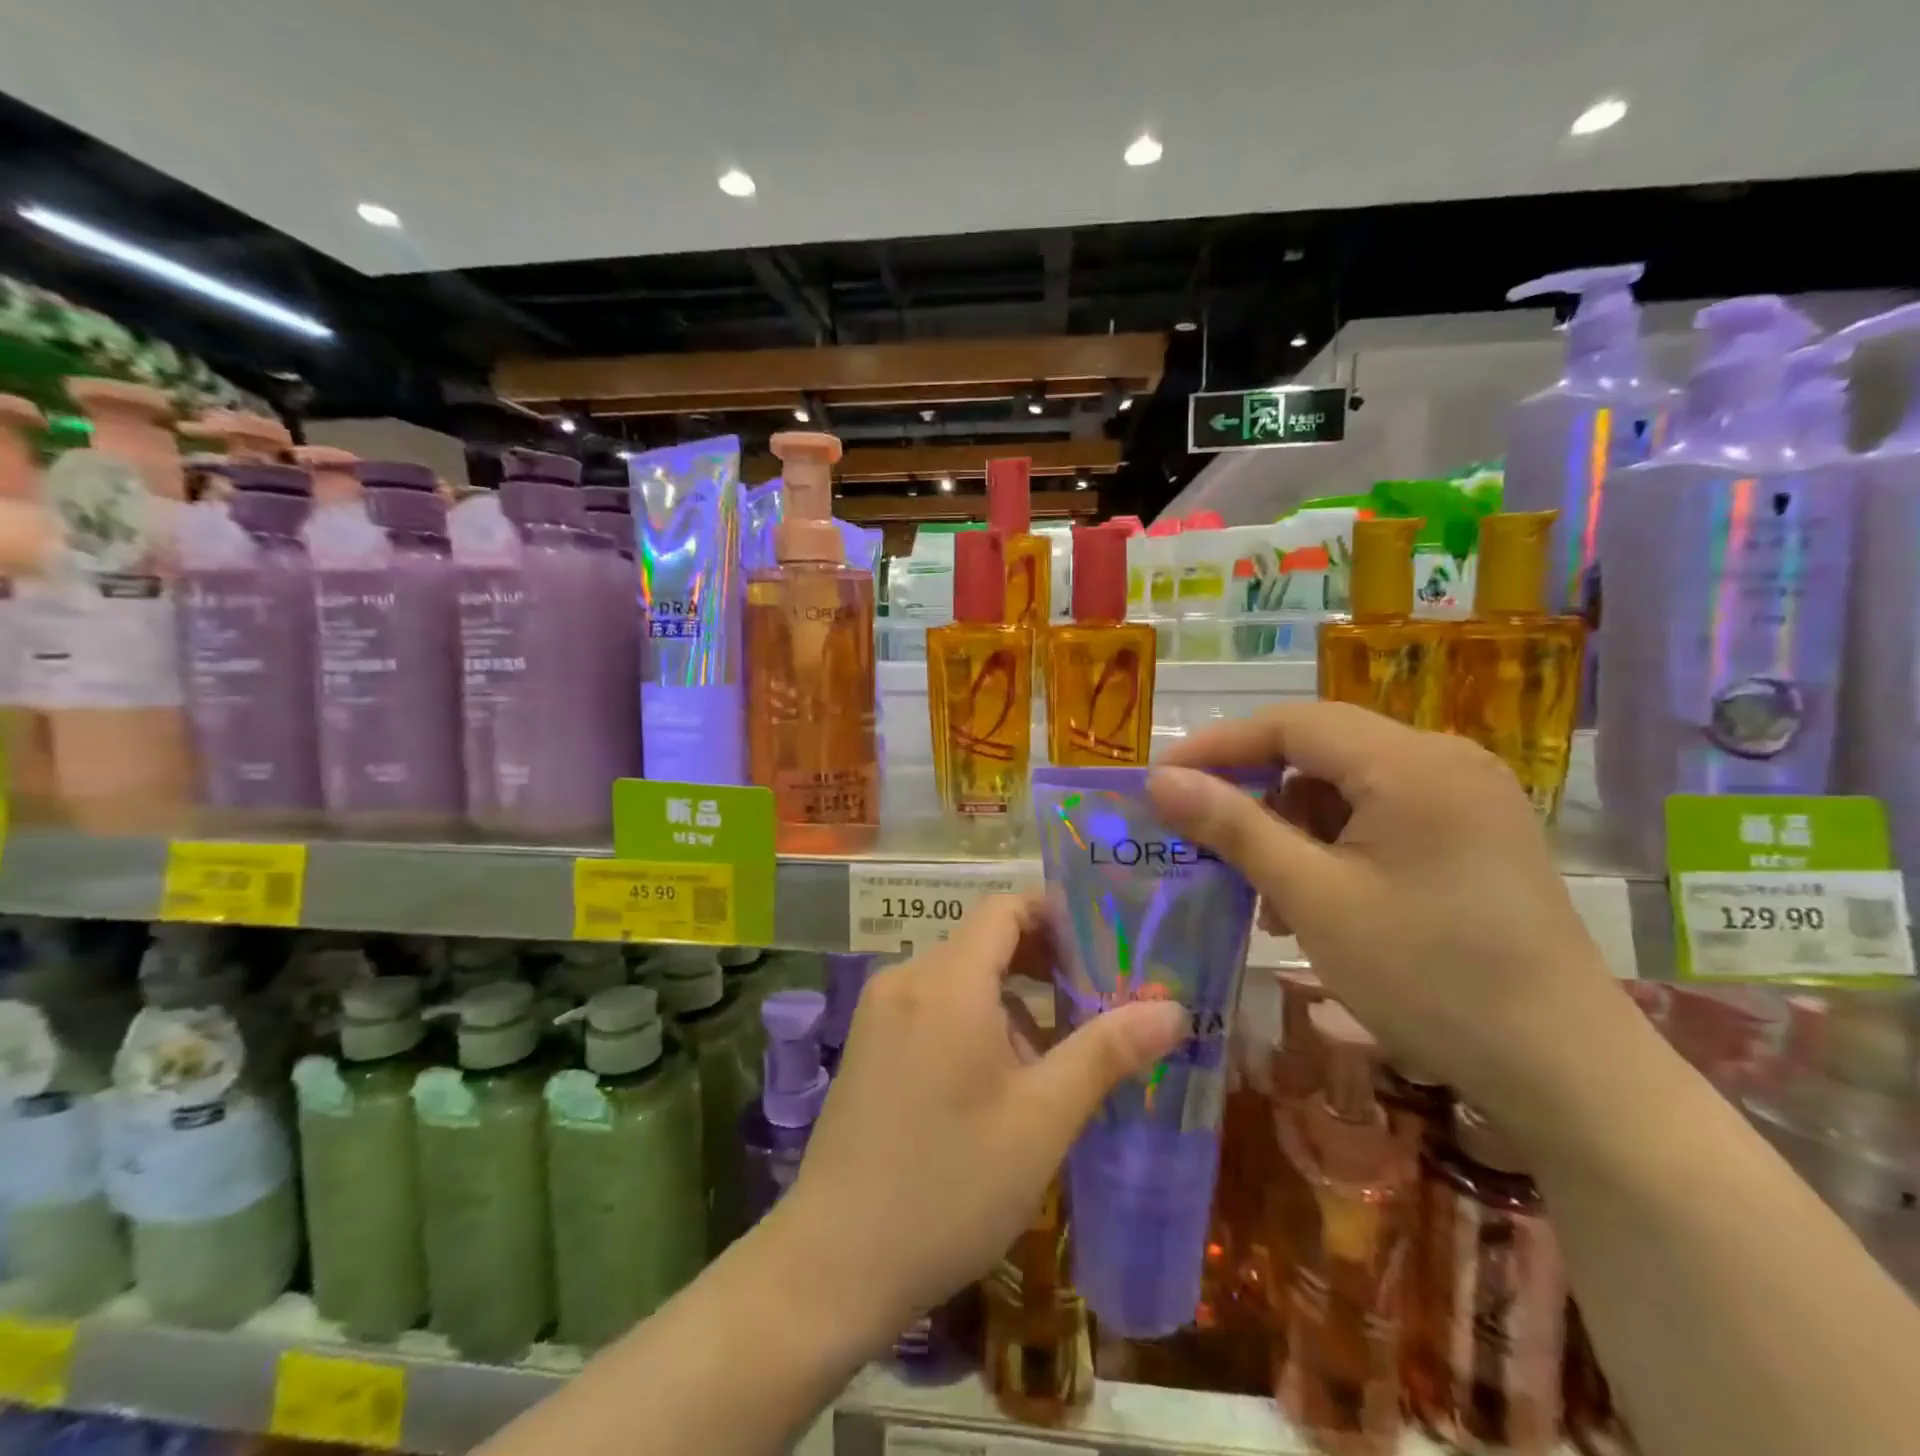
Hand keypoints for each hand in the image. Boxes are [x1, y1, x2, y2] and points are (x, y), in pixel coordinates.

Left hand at [775, 893, 1186, 1348]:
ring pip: (960, 979)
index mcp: (947, 981)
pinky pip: (932, 1007)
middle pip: (984, 942)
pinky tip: (998, 1084)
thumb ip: (1106, 1053)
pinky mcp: (868, 1044)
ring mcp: (880, 1011)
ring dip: (1011, 1003)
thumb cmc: (950, 1186)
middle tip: (1097, 1005)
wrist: (834, 1262)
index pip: (1005, 908)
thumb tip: (1173, 1009)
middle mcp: (907, 979)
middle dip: (1042, 965)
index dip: (1056, 916)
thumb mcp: (1041, 1120)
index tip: (1104, 948)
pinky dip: (973, 1022)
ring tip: (1054, 1060)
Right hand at [1147, 702, 1635, 1137]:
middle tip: (1202, 836)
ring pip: (1347, 785)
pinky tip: (1314, 896)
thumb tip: (1160, 780)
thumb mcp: (1313, 898)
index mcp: (1410, 762)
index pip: (1291, 723)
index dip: (1217, 747)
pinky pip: (1380, 814)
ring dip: (1292, 825)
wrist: (1567, 1072)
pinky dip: (1334, 844)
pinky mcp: (1473, 833)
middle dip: (1255, 791)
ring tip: (1262, 888)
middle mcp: (1444, 760)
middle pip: (1320, 750)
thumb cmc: (1427, 977)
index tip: (1160, 781)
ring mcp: (1466, 797)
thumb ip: (1233, 827)